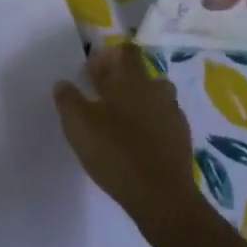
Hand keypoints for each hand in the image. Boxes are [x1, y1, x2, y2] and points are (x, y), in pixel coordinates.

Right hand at [54, 44, 200, 235]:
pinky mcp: (183, 139)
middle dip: (122, 81)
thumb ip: (68, 100)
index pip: (125, 51)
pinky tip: (139, 144)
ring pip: (155, 97)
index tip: (92, 73)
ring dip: (139, 103)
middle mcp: (155, 89)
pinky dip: (153, 126)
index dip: (108, 56)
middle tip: (101, 99)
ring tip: (121, 122)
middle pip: (140, 73)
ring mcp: (172, 113)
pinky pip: (165, 121)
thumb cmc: (115, 152)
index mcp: (130, 79)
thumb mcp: (78, 125)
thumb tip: (63, 83)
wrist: (162, 196)